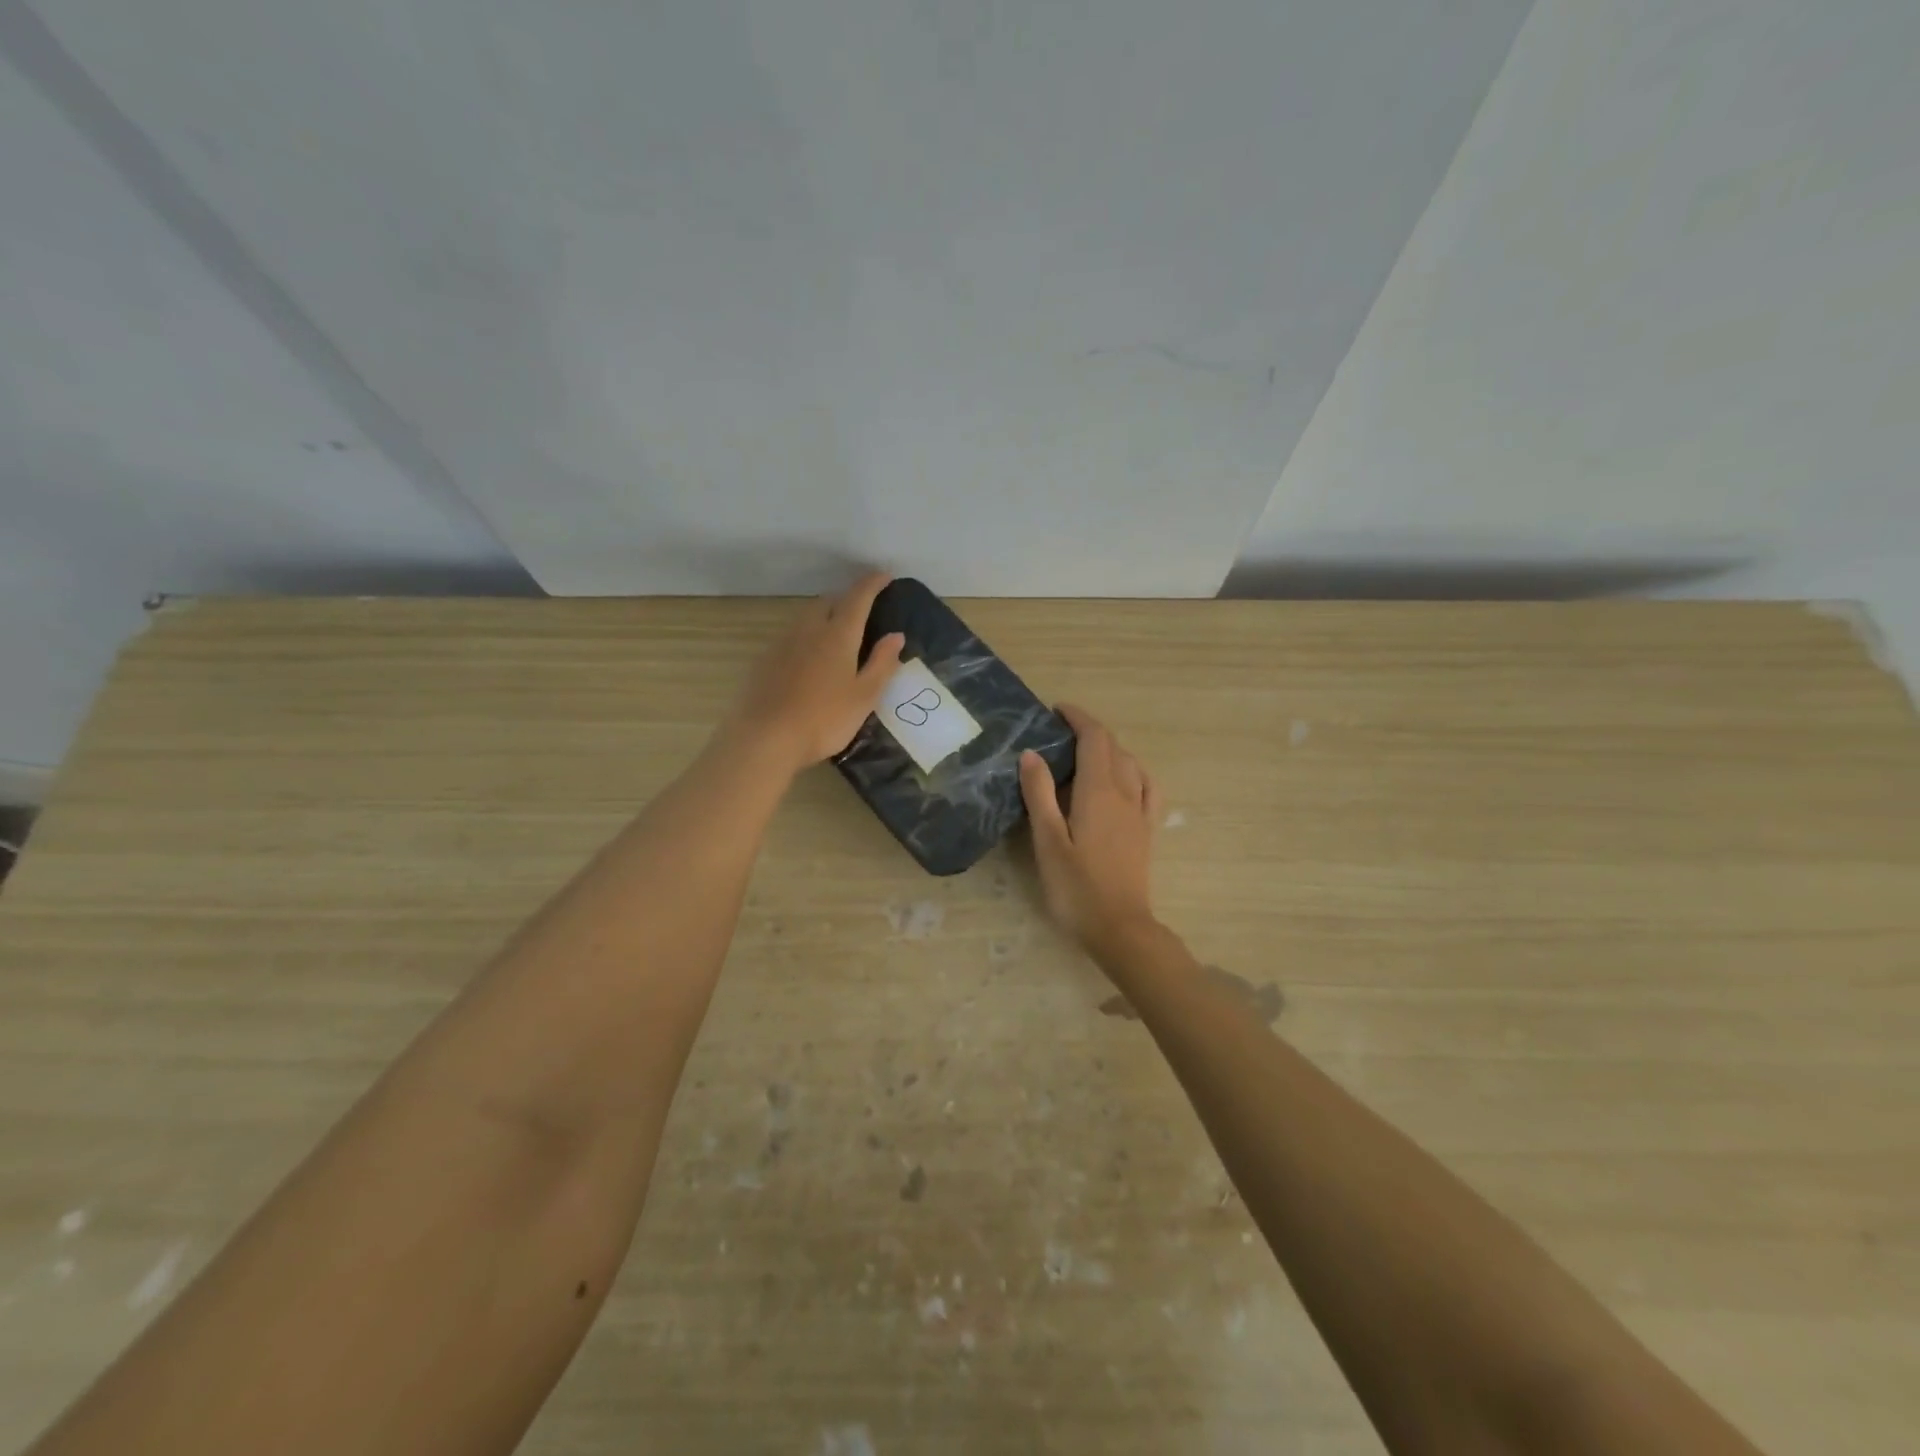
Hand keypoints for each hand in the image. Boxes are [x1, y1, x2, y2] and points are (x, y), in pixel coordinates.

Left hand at [723, 572, 904, 773]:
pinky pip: (792, 636)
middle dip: (847, 598)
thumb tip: (896, 636)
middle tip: (863, 611)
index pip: (858, 597)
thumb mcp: (863, 696)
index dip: (872, 583)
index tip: (885, 576)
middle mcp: (809, 630)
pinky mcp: (765, 660)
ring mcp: (783, 643)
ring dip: (825, 616)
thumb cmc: (824, 719)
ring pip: (807, 617)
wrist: (765, 738)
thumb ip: (882, 664)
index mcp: (838, 635)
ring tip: (838, 634)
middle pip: (829, 601)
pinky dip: (807, 636)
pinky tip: (810, 659)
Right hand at [1019, 704, 1161, 954]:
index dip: (1078, 718)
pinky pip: (1147, 787)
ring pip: (1130, 763)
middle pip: (1113, 747)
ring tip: (1083, 754)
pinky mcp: (1147, 830)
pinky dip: (1133, 771)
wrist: (1120, 928)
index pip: (1094, 738)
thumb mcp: (1048, 841)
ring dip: (1109, 749)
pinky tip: (1125, 778)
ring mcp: (1140, 812)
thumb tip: (1032, 753)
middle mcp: (1125, 793)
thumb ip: (1040, 794)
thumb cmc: (1076, 888)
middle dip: (1089, 731)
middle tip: (1059, 732)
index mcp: (1099, 791)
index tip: (1056, 710)